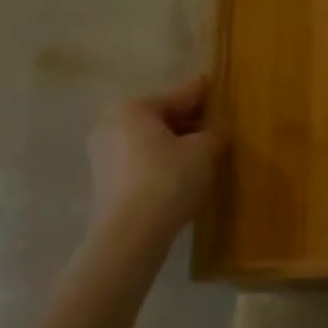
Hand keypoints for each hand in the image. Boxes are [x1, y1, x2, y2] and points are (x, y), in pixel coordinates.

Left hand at [86, 75, 223, 264]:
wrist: (129, 238)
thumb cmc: (167, 180)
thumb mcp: (203, 150)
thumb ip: (215, 131)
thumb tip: (221, 125)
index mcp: (132, 107)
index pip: (179, 94)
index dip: (206, 94)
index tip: (223, 88)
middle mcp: (111, 124)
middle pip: (163, 117)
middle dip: (192, 122)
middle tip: (221, 126)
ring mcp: (104, 155)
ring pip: (152, 141)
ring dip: (179, 144)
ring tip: (209, 152)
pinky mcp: (107, 183)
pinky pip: (143, 162)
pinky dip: (164, 163)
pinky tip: (187, 174)